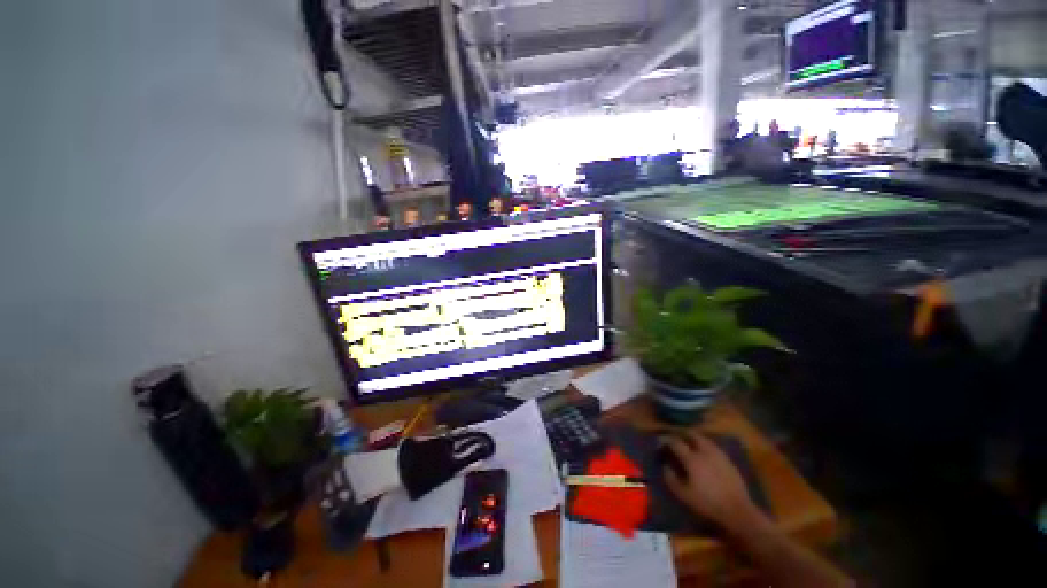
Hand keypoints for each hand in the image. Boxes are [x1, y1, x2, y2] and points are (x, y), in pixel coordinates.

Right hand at [662, 431, 766, 531]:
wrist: (737, 510)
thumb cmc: (707, 503)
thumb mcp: (684, 494)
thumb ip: (671, 478)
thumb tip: (665, 465)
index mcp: (692, 458)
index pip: (676, 442)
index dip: (666, 440)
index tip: (661, 441)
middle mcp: (704, 451)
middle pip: (692, 435)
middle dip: (682, 435)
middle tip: (677, 439)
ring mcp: (718, 454)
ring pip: (704, 439)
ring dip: (695, 439)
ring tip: (690, 444)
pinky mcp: (728, 460)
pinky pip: (714, 447)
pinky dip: (706, 446)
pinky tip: (705, 454)